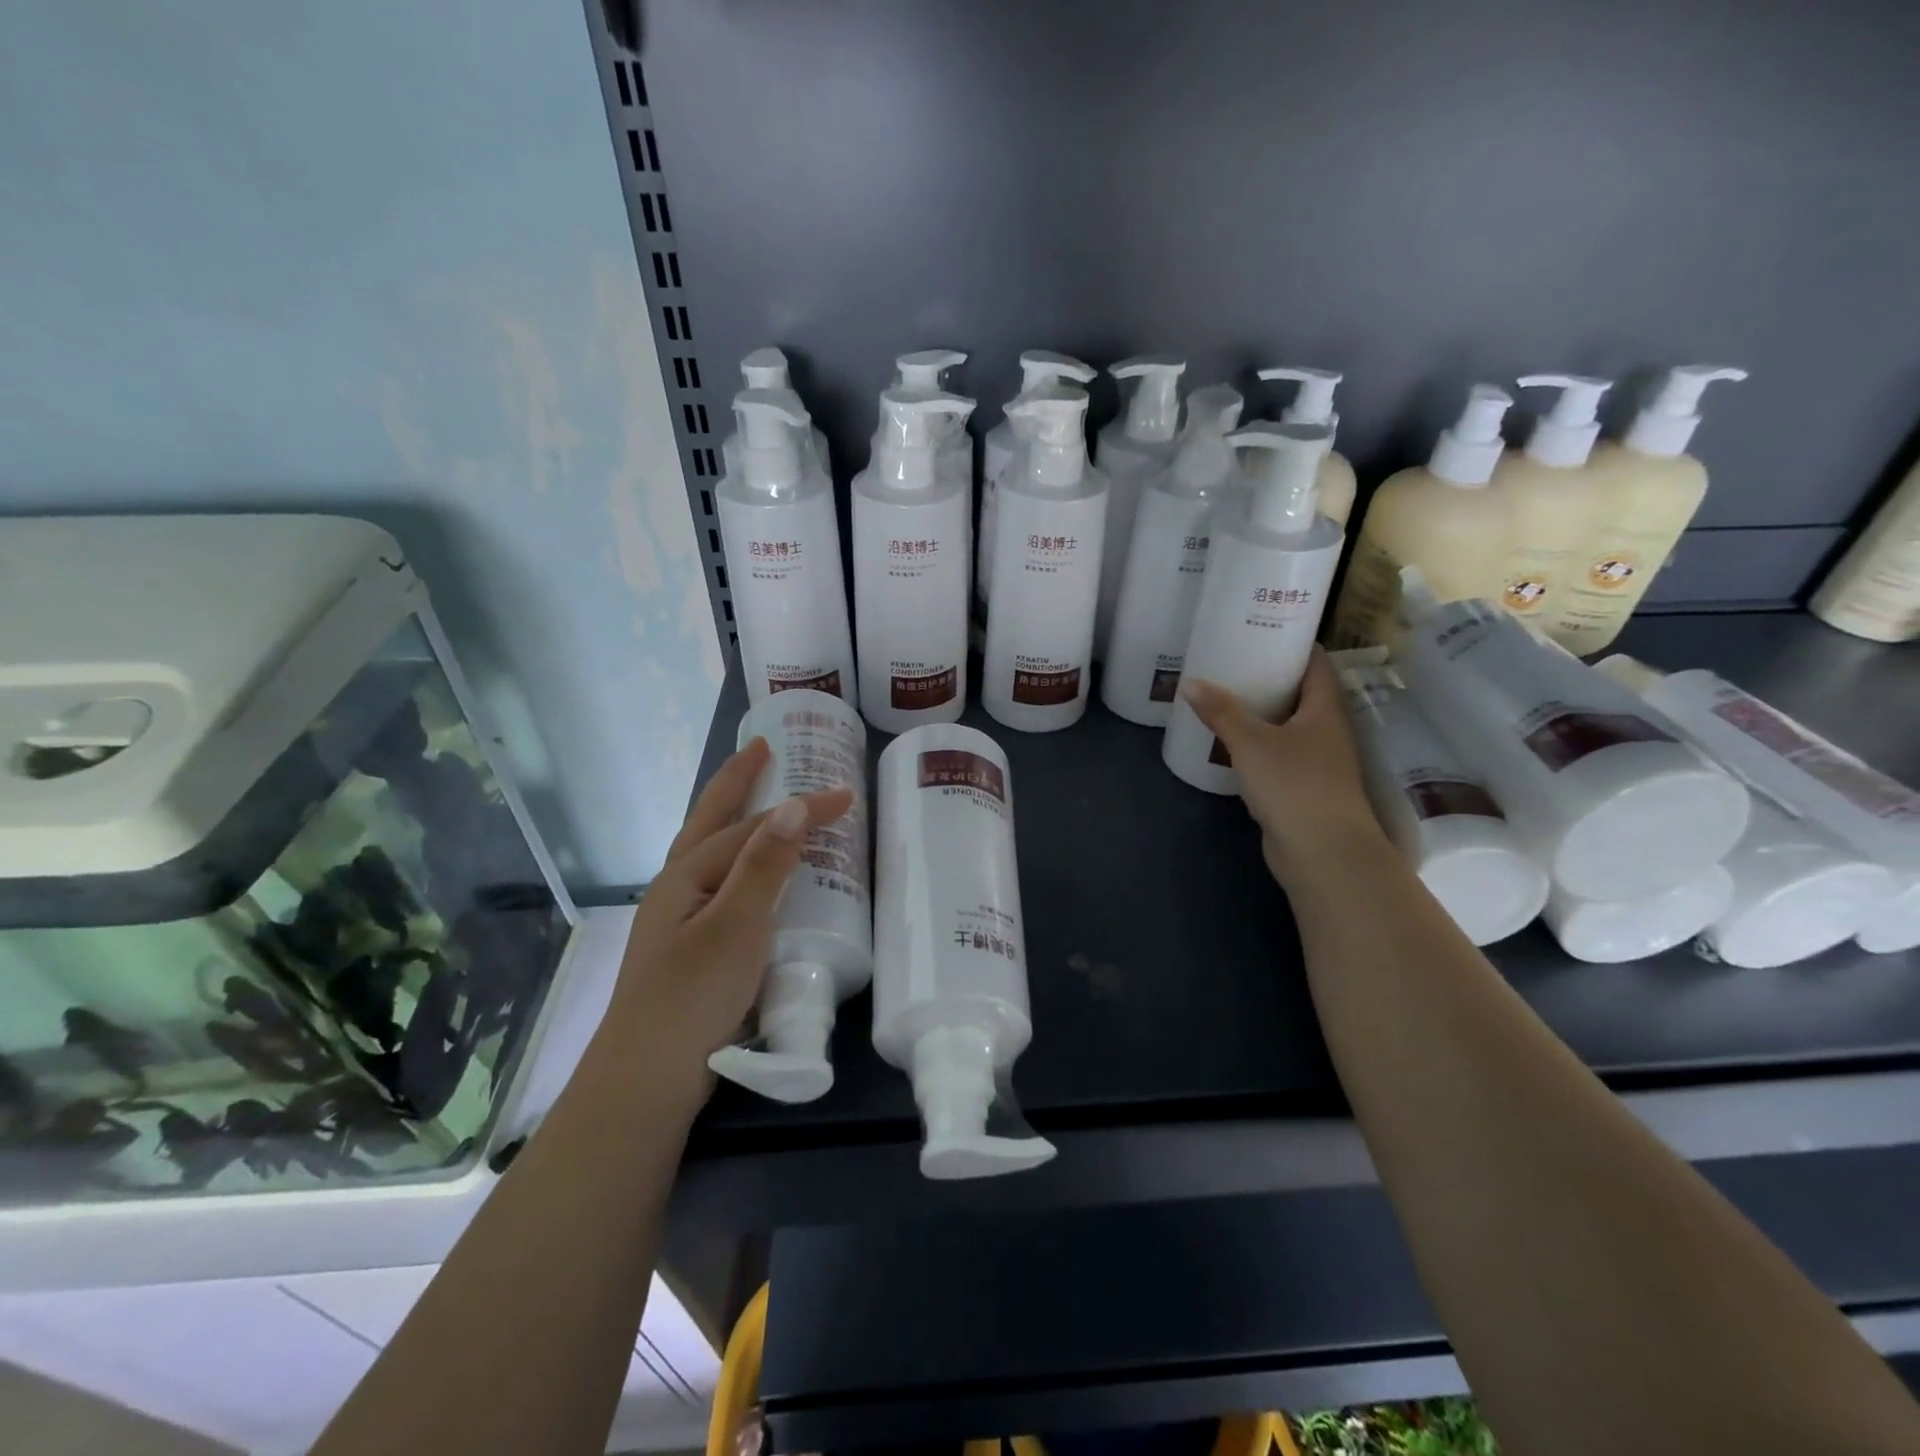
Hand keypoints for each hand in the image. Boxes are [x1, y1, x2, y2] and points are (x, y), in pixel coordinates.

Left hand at [608, 738, 854, 1090]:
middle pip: (709, 820)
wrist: (647, 1079)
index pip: (753, 827)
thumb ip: (765, 866)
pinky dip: (740, 861)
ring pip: (711, 851)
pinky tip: (754, 877)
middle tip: (760, 749)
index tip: (846, 794)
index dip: (800, 807)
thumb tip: (793, 805)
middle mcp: (677, 887)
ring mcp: (679, 917)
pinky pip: (721, 883)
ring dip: (733, 818)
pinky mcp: (690, 946)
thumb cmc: (693, 996)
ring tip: (756, 798)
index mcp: (686, 875)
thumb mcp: (736, 927)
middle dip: (735, 782)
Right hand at [1181, 649, 1386, 886]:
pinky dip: (1259, 745)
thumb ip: (1222, 712)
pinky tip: (1231, 743)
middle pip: (1302, 694)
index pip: (1317, 664)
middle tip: (1234, 661)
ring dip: (1264, 713)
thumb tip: (1190, 682)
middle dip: (1272, 678)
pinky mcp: (1302, 789)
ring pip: (1290, 726)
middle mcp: (1328, 731)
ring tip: (1227, 696)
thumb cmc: (1294, 785)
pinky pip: (1279, 755)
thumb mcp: (1251, 742)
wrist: (1322, 853)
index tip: (1264, 629)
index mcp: (1325, 710)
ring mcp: (1318, 763)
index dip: (1295, 644)